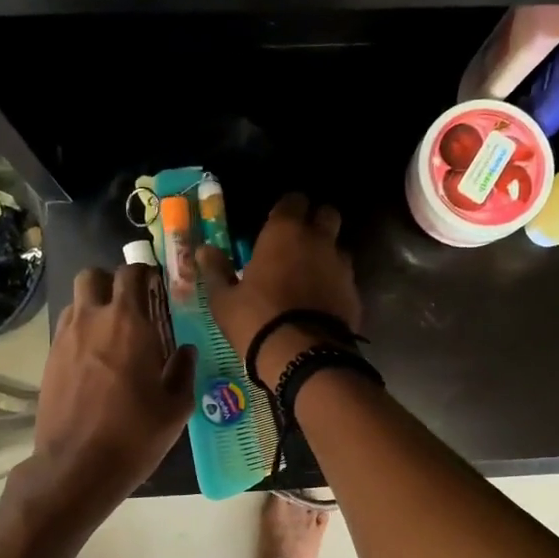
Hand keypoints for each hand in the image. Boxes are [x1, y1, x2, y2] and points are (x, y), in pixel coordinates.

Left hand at [29, 266, 194, 507]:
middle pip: (93, 276)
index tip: (156, 287)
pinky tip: (94, 360)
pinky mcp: (49, 359)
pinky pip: (65, 329)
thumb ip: (184, 371)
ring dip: (93, 306)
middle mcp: (92, 320)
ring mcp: (65, 338)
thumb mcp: (176, 407)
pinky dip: (80, 332)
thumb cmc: (135, 434)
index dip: (144, 275)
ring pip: (75, 301)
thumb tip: (186, 351)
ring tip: (110, 333)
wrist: (77, 466)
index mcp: (129, 323)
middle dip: (110, 282)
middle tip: (129, 304)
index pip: (131, 274)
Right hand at [198, 193, 360, 385]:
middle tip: (297, 243)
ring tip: (310, 276)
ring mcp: (342, 267)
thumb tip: (204, 250)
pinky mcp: (354, 294)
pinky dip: (335, 285)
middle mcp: (319, 240)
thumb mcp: (224, 299)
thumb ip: (216, 270)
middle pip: (327, 215)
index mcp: (285, 232)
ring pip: (339, 248)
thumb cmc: (256, 320)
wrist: (302, 357)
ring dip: (327, 255)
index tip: (275, 223)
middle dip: (316, 222)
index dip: (286, 209)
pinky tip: (321, 302)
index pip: (293, 200)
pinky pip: (345, 280)